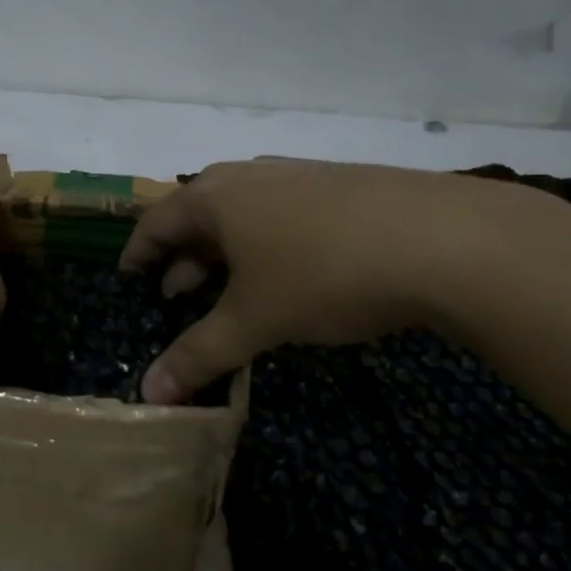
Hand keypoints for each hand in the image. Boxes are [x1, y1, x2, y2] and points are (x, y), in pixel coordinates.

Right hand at [119, 158, 533, 401]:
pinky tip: (290, 275)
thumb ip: (199, 355)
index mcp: (213, 197)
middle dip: (183, 260)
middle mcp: (247, 176)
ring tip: (230, 293)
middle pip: (197, 216)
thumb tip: (149, 395)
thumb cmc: (323, 273)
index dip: (137, 256)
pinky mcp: (338, 184)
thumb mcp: (254, 320)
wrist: (442, 239)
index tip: (128, 283)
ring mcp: (296, 175)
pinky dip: (267, 244)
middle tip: (177, 301)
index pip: (154, 223)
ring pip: (242, 215)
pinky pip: (281, 213)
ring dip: (226, 254)